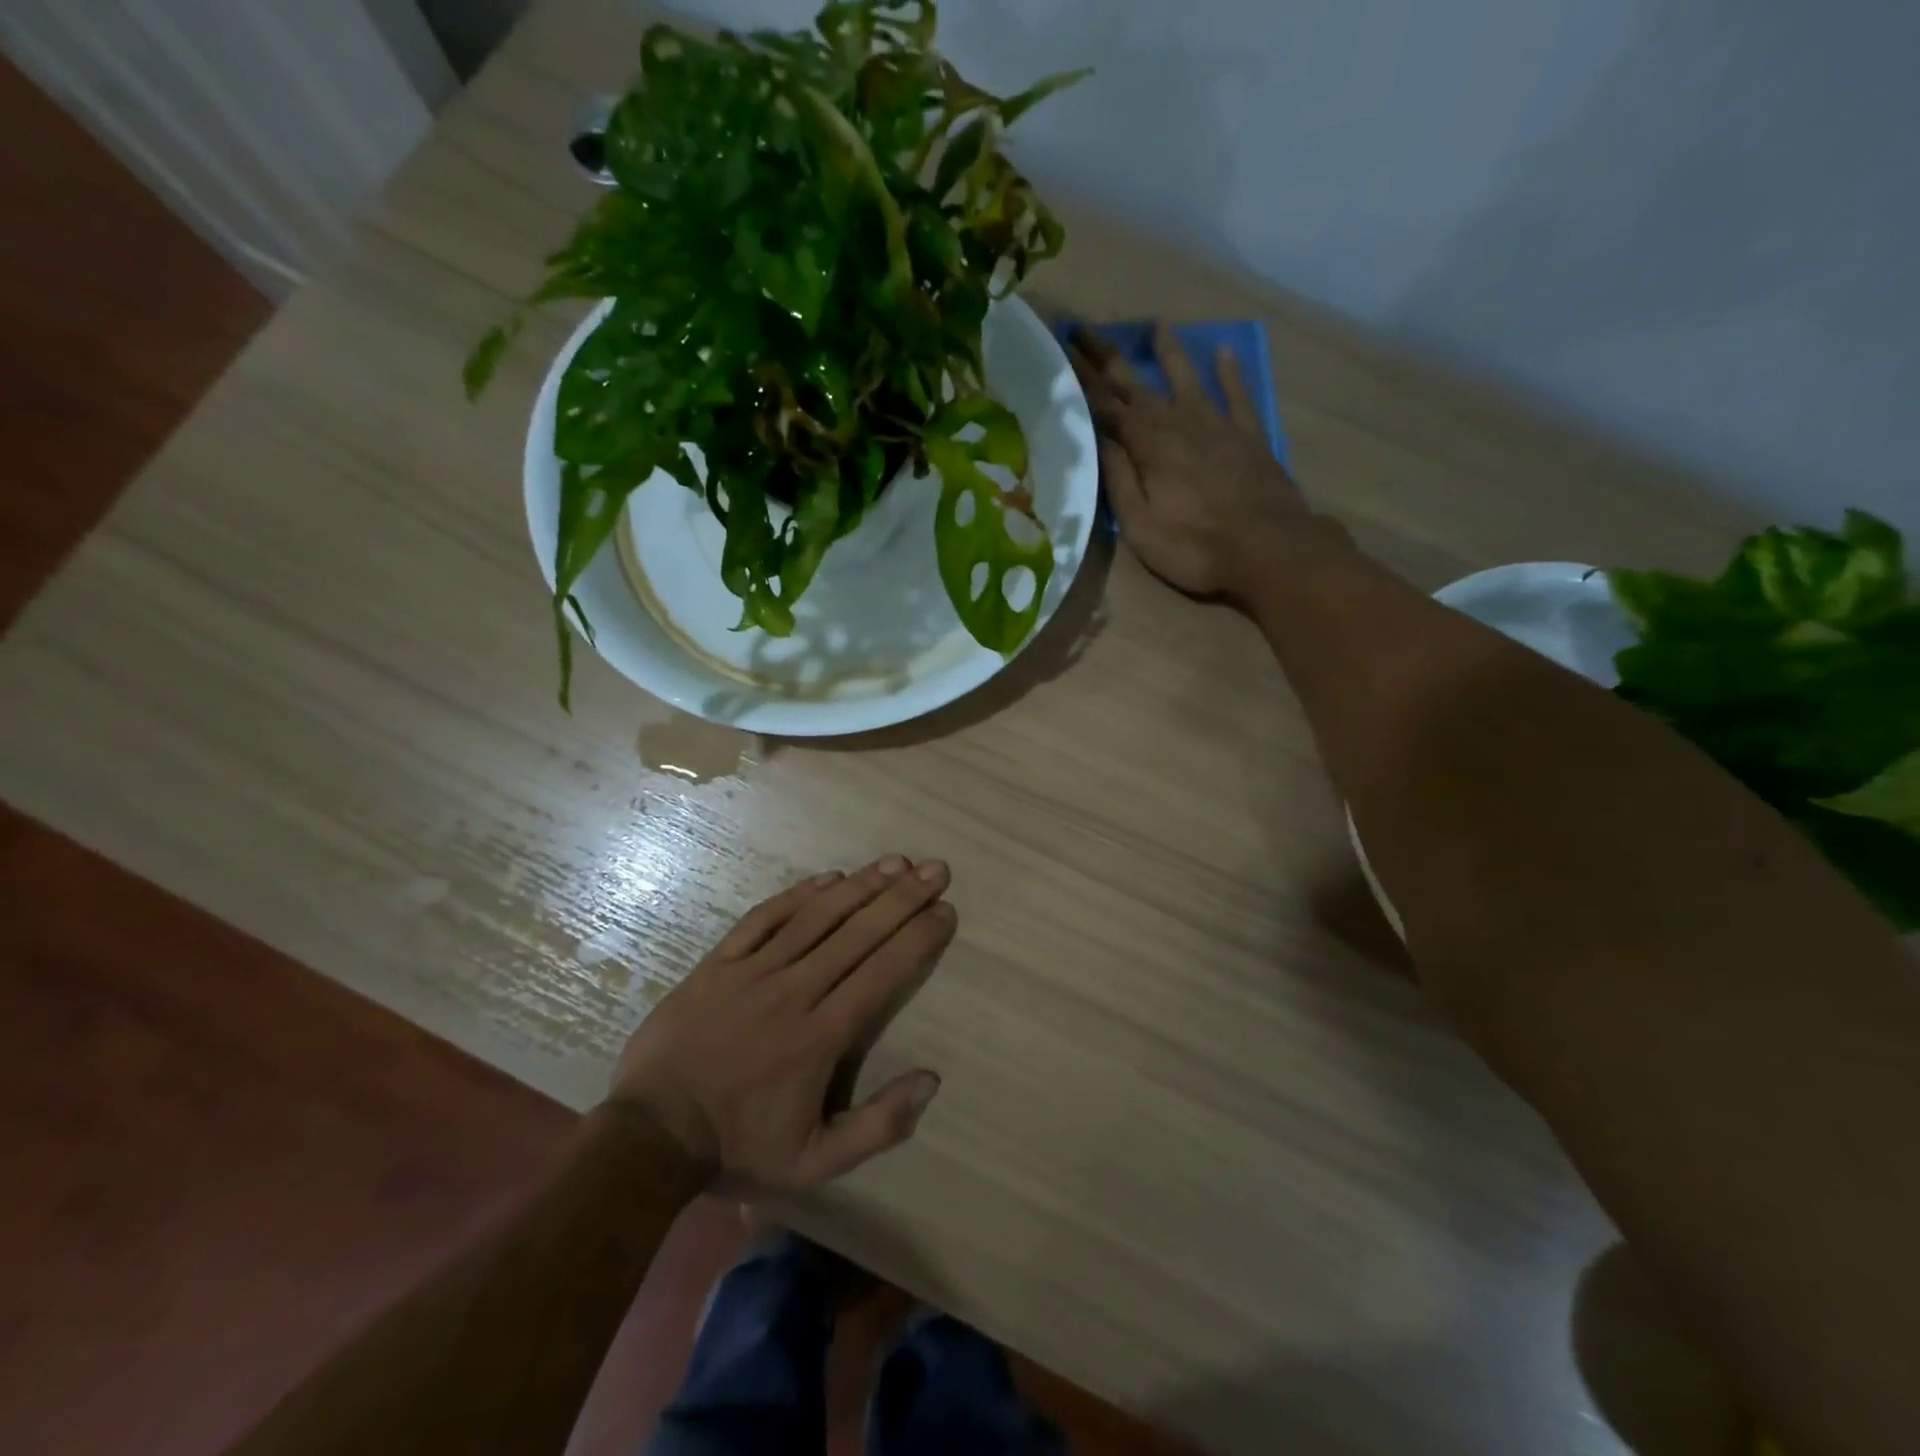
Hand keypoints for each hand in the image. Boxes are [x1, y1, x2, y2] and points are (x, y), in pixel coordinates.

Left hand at [608, 856, 955, 1191]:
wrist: (650, 1135)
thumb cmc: (739, 1147)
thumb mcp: (815, 1162)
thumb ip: (877, 1125)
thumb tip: (931, 1080)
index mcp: (821, 1036)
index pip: (882, 973)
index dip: (918, 938)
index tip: (945, 911)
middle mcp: (794, 992)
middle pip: (858, 934)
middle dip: (902, 899)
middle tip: (936, 869)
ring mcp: (752, 972)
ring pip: (816, 917)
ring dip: (860, 886)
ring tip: (896, 862)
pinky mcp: (719, 963)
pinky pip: (763, 918)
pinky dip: (798, 894)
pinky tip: (828, 877)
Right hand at [1069, 322, 1332, 602]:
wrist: (1268, 547)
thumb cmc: (1194, 545)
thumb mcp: (1139, 524)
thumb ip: (1118, 479)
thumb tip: (1098, 439)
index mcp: (1147, 444)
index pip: (1106, 405)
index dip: (1082, 379)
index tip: (1062, 350)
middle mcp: (1179, 422)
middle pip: (1137, 384)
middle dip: (1108, 357)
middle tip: (1085, 329)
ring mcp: (1217, 424)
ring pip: (1186, 379)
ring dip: (1168, 352)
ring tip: (1157, 325)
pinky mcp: (1248, 435)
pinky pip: (1236, 394)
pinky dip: (1229, 372)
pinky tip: (1223, 352)